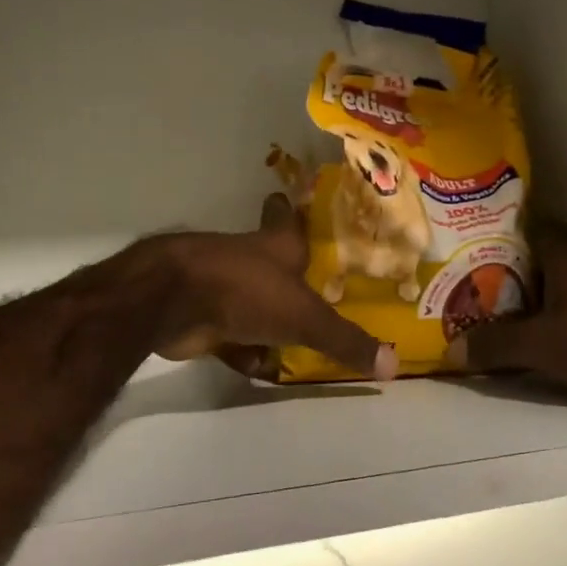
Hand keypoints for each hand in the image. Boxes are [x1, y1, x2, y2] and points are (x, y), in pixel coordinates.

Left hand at [155, 195, 398, 381]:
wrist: (173, 302)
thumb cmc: (247, 291)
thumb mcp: (305, 318)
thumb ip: (345, 341)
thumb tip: (393, 364)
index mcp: (277, 245)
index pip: (286, 216)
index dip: (290, 209)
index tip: (291, 200)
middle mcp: (250, 259)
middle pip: (271, 260)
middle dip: (289, 274)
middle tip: (315, 288)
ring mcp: (222, 286)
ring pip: (252, 300)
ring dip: (268, 317)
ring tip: (297, 338)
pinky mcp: (202, 315)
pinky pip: (231, 333)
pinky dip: (244, 348)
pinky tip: (259, 365)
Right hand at [443, 224, 566, 398]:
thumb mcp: (543, 346)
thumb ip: (497, 346)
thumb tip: (450, 350)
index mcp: (565, 259)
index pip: (536, 226)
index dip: (508, 228)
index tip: (480, 238)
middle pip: (544, 256)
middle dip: (514, 267)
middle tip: (478, 282)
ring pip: (562, 282)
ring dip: (537, 293)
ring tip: (503, 311)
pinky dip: (558, 313)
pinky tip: (545, 333)